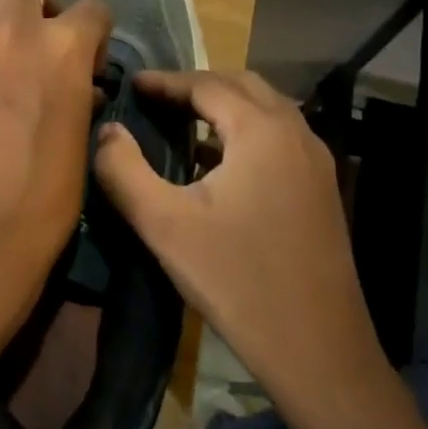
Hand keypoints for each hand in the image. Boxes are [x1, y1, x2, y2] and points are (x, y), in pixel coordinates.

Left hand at [0, 0, 110, 307]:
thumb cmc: (45, 199)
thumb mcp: (80, 142)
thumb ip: (78, 96)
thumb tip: (77, 87)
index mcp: (64, 46)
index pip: (91, 9)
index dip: (91, 33)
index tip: (85, 57)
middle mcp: (13, 28)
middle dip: (36, 4)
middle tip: (31, 42)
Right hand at [93, 70, 387, 401]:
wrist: (316, 347)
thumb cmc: (235, 280)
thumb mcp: (164, 224)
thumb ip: (124, 170)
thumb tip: (106, 130)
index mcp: (261, 132)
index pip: (207, 85)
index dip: (165, 81)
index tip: (132, 83)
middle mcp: (296, 134)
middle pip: (243, 86)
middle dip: (197, 85)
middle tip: (155, 98)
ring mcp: (316, 162)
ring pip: (266, 110)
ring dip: (224, 105)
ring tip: (181, 119)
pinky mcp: (321, 189)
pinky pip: (278, 138)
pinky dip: (245, 131)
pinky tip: (217, 160)